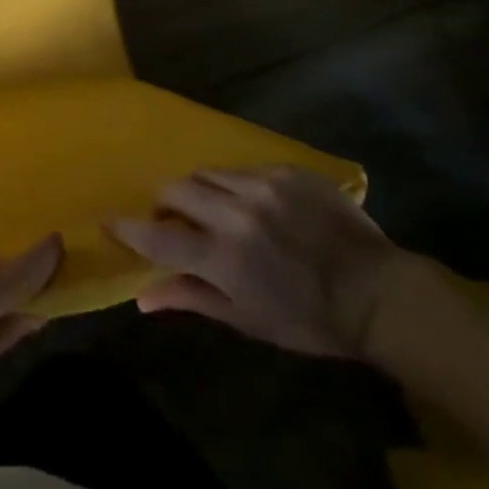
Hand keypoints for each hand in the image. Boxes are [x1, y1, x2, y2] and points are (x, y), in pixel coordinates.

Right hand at [106, 166, 405, 358]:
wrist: (379, 294)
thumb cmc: (308, 319)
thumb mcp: (247, 319)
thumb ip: (191, 298)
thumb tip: (142, 298)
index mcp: (222, 256)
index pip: (156, 235)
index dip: (127, 228)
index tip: (109, 221)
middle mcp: (235, 213)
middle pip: (175, 189)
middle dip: (167, 204)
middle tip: (178, 221)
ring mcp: (263, 186)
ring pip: (206, 172)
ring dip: (201, 191)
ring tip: (217, 209)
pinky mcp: (287, 172)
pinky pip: (244, 169)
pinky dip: (237, 186)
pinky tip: (258, 206)